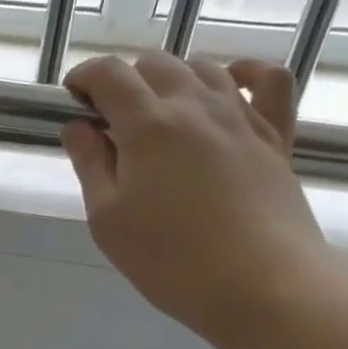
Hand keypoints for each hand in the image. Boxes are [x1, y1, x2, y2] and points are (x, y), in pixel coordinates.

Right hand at [61, 52, 336, 348]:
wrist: (262, 284)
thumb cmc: (170, 259)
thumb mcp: (108, 219)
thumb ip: (90, 164)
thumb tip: (78, 126)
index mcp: (148, 124)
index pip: (109, 73)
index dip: (83, 78)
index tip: (72, 103)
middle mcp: (196, 105)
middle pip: (154, 64)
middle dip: (124, 82)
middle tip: (110, 124)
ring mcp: (241, 116)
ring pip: (203, 67)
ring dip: (171, 80)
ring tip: (158, 117)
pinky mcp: (275, 135)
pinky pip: (269, 81)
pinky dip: (245, 73)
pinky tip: (230, 87)